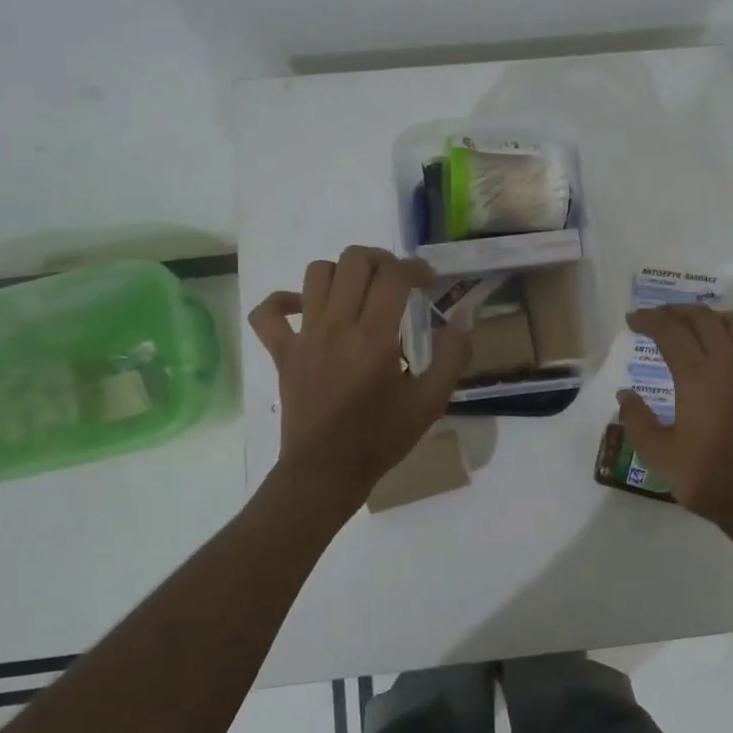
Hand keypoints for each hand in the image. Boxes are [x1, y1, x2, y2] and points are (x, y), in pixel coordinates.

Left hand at [249, 246, 471, 502]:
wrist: (326, 471)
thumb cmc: (381, 438)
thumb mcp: (431, 401)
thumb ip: (452, 355)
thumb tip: (464, 315)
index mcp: (375, 337)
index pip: (394, 275)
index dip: (416, 268)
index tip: (428, 282)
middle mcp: (337, 326)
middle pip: (353, 260)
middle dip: (381, 260)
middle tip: (396, 281)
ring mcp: (305, 336)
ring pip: (315, 274)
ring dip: (342, 273)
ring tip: (358, 291)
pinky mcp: (282, 353)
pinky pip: (268, 313)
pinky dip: (284, 301)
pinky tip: (305, 308)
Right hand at [618, 305, 732, 533]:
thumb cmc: (705, 477)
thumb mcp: (657, 453)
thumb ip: (636, 419)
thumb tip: (626, 394)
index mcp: (696, 376)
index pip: (670, 332)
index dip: (648, 320)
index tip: (632, 320)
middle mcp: (728, 365)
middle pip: (703, 319)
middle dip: (676, 312)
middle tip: (657, 319)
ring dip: (715, 318)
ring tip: (698, 328)